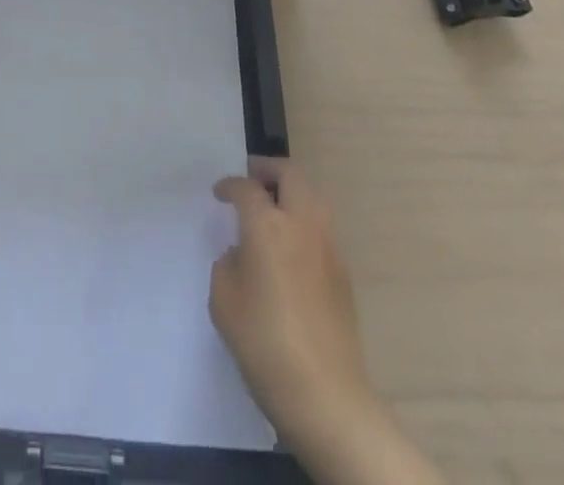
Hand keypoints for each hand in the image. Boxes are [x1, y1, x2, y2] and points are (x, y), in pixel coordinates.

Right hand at [211, 159, 371, 444]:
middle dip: (269, 170)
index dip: (230, 186)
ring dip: (292, 191)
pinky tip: (292, 246)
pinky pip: (322, 227)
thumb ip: (228, 265)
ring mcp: (328, 247)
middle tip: (252, 178)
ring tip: (274, 207)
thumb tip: (241, 255)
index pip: (247, 188)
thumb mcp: (224, 301)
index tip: (220, 193)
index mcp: (267, 225)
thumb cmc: (264, 343)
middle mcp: (301, 224)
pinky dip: (305, 220)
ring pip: (313, 196)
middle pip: (290, 174)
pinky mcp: (343, 273)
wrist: (326, 394)